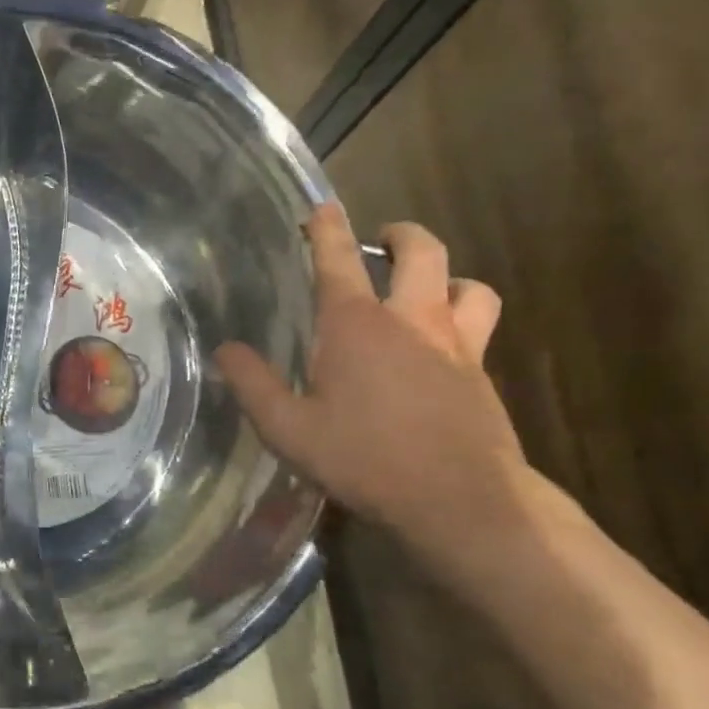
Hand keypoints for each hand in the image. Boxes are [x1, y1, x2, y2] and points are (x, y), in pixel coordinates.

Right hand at [215, 203, 522, 552]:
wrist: (460, 500)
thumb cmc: (364, 459)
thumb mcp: (288, 429)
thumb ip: (253, 385)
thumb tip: (226, 350)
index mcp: (357, 325)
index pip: (338, 260)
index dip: (327, 229)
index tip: (321, 207)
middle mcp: (412, 320)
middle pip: (423, 252)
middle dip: (402, 235)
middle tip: (384, 239)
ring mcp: (457, 345)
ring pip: (469, 285)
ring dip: (447, 277)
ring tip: (428, 290)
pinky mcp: (482, 374)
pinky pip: (480, 328)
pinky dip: (462, 320)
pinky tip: (442, 350)